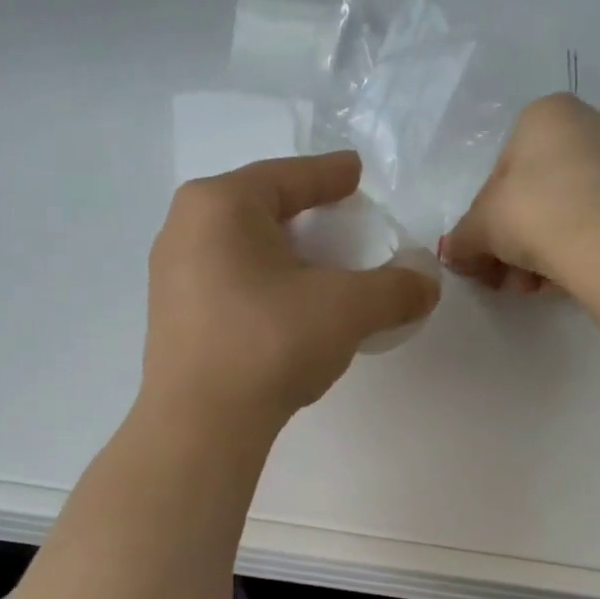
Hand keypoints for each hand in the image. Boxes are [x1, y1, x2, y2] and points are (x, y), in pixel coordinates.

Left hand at [143, 151, 439, 432]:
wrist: (201, 425)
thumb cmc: (270, 342)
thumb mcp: (346, 309)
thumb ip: (394, 289)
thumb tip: (428, 285)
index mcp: (221, 205)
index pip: (288, 177)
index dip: (329, 175)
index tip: (356, 173)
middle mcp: (185, 229)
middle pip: (259, 209)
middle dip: (304, 215)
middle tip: (340, 222)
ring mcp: (171, 277)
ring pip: (240, 249)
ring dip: (282, 255)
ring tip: (316, 271)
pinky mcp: (172, 319)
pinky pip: (227, 284)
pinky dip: (263, 286)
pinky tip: (285, 312)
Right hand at [440, 93, 599, 293]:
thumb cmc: (534, 215)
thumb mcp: (480, 228)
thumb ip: (461, 240)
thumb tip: (452, 255)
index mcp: (543, 115)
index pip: (499, 174)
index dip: (484, 222)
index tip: (484, 255)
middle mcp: (586, 125)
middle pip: (533, 194)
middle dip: (513, 243)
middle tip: (505, 278)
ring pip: (562, 212)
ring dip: (538, 254)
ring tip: (533, 287)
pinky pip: (593, 223)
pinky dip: (573, 250)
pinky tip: (563, 280)